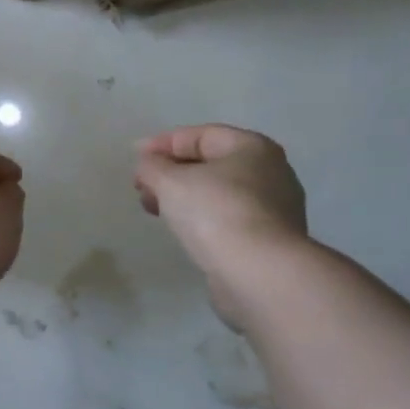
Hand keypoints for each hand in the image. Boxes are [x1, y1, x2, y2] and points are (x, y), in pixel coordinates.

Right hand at [134, 125, 307, 326]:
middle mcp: (270, 172)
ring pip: (218, 193)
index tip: (135, 158)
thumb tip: (148, 165)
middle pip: (211, 164)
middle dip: (171, 172)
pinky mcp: (269, 241)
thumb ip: (152, 166)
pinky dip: (201, 218)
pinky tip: (181, 230)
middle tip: (142, 187)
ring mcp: (274, 209)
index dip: (163, 143)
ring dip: (183, 197)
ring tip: (154, 209)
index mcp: (252, 147)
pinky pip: (227, 219)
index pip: (201, 135)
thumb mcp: (171, 181)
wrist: (259, 273)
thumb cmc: (215, 212)